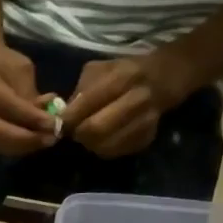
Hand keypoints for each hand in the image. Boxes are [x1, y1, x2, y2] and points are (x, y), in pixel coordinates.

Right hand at [0, 45, 57, 155]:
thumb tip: (47, 120)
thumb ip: (30, 96)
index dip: (33, 118)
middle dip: (29, 140)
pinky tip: (36, 141)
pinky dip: (21, 147)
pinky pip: (2, 147)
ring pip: (1, 145)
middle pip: (1, 134)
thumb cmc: (4, 63)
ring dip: (26, 147)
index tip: (54, 123)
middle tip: (51, 138)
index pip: (10, 107)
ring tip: (47, 140)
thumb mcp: (22, 70)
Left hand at [62, 50, 196, 157]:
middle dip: (79, 134)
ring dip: (90, 143)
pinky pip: (116, 152)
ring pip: (105, 145)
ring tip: (88, 135)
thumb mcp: (101, 70)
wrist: (162, 79)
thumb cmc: (124, 72)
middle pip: (96, 129)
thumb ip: (81, 91)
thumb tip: (63, 115)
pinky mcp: (146, 138)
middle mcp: (137, 99)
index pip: (88, 103)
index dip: (68, 118)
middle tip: (74, 131)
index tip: (60, 123)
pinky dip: (103, 148)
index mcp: (122, 77)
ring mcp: (145, 121)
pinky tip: (103, 138)